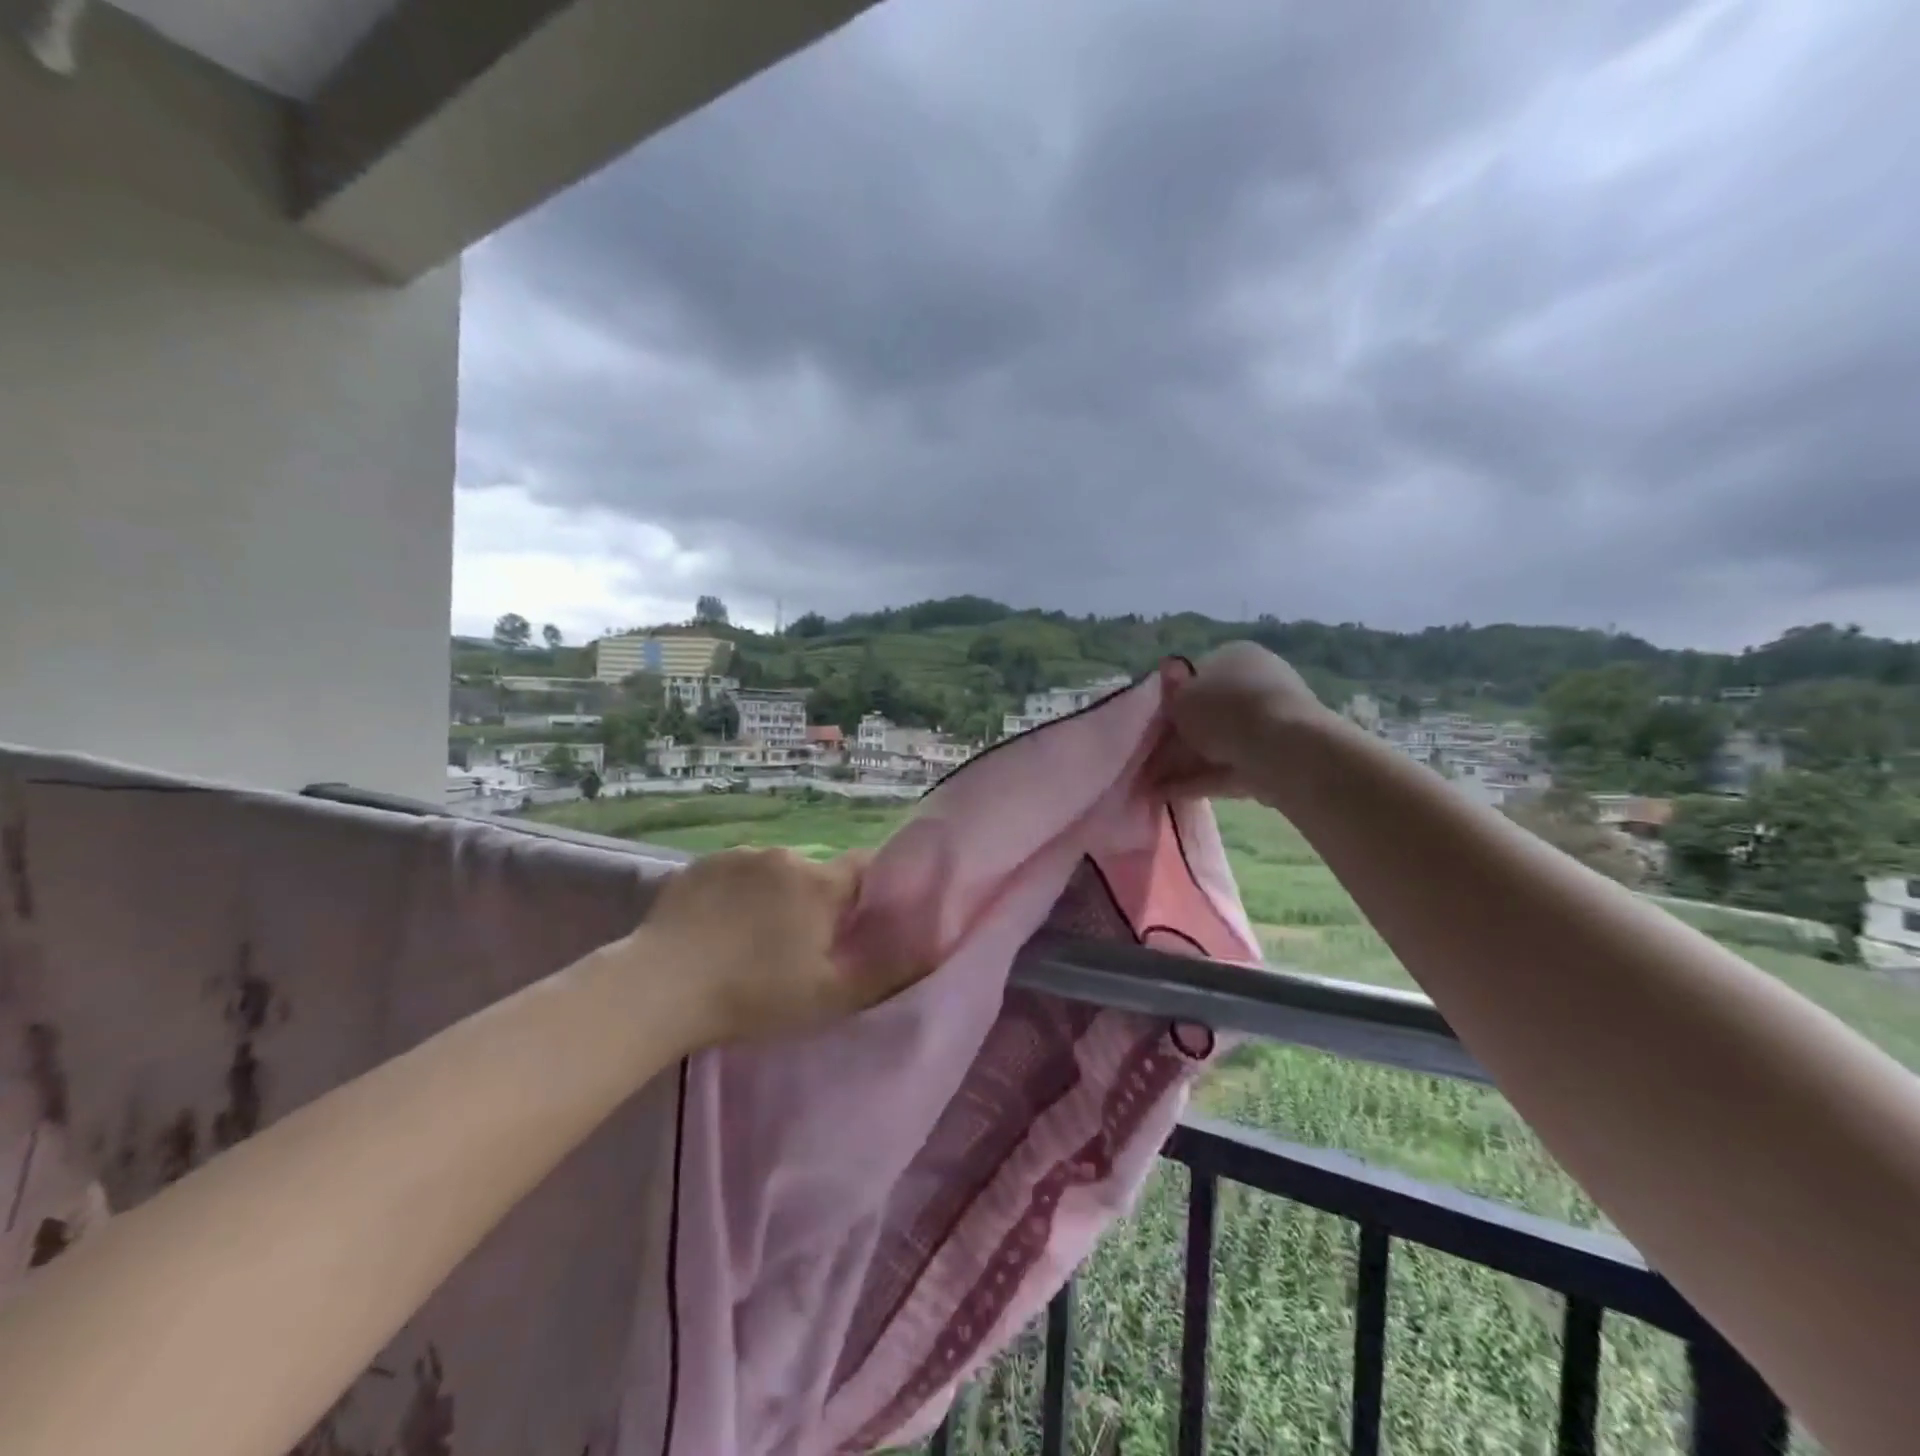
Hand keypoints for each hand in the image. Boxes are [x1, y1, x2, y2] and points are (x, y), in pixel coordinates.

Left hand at [628, 847, 923, 1046]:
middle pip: (816, 874)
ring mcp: (738, 856)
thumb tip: (935, 945)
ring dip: (774, 897)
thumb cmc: (753, 995)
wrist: (660, 987)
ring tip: (750, 940)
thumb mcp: (830, 997)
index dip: (870, 892)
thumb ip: (888, 970)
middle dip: (817, 902)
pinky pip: (735, 874)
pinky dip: (737, 893)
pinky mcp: (700, 865)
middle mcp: (784, 856)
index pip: (865, 867)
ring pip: (774, 873)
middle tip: (799, 947)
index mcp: (819, 884)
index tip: (860, 921)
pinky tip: (718, 928)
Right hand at [1148, 642, 1331, 800]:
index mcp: (1237, 657)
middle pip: (1206, 713)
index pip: (1196, 676)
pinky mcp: (1271, 760)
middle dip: (1177, 737)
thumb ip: (1170, 695)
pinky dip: (1198, 780)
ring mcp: (1267, 724)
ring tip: (1149, 783)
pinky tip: (1167, 793)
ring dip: (1183, 762)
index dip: (1170, 700)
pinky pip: (1226, 769)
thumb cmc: (1225, 710)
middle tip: (1147, 757)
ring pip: (1215, 744)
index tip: (1151, 723)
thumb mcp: (1181, 697)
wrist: (1282, 750)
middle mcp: (1256, 685)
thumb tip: (1168, 682)